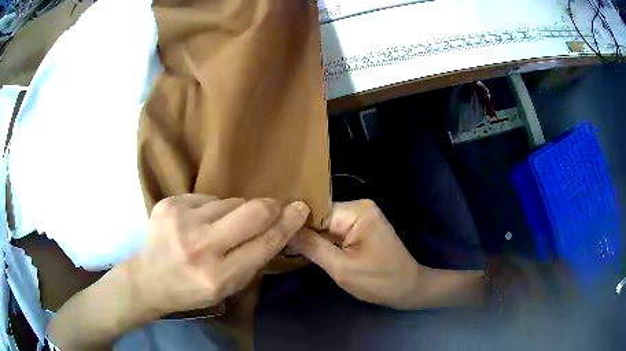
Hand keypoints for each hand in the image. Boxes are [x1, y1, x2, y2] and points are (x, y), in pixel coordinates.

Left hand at [124, 194, 309, 317]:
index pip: (265, 242)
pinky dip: (211, 208)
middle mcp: (200, 246)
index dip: (287, 223)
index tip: (300, 208)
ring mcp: (181, 220)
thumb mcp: (229, 287)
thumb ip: (254, 258)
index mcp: (219, 276)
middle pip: (252, 211)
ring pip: (229, 201)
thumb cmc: (193, 289)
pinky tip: (199, 222)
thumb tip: (280, 225)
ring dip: (234, 212)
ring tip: (220, 227)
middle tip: (272, 209)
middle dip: (269, 208)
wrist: (149, 279)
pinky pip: (207, 197)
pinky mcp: (169, 203)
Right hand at [288, 200, 421, 308]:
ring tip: (290, 248)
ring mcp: (362, 215)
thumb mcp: (341, 268)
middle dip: (304, 232)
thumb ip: (312, 246)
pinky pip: (336, 228)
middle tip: (281, 246)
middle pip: (320, 215)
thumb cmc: (378, 282)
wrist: (408, 287)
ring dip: (313, 237)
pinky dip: (325, 240)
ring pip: (326, 223)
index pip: (315, 211)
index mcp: (358, 211)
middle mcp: (360, 206)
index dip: (296, 225)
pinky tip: (310, 249)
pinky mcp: (363, 225)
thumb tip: (284, 228)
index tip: (275, 237)